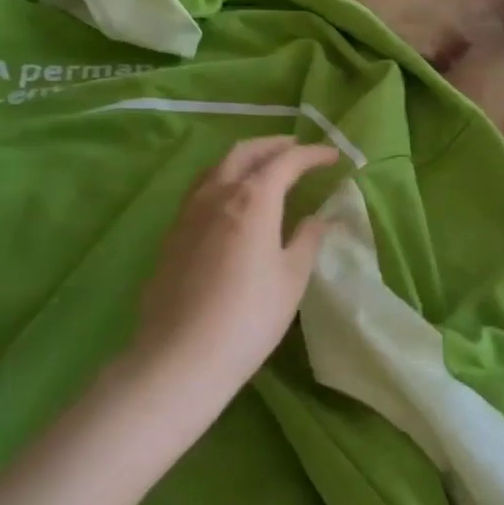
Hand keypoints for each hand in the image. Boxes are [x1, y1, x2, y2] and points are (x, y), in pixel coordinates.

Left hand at [124, 137, 340, 407]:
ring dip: (243, 159)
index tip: (333, 157)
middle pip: (244, 152)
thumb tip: (318, 219)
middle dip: (273, 145)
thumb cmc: (249, 317)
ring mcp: (187, 214)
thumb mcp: (292, 278)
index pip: (286, 161)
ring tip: (263, 167)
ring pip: (216, 168)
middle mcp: (216, 195)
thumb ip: (307, 240)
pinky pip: (199, 191)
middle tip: (296, 148)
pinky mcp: (170, 237)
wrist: (180, 359)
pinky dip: (222, 181)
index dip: (312, 155)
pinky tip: (230, 202)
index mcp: (252, 199)